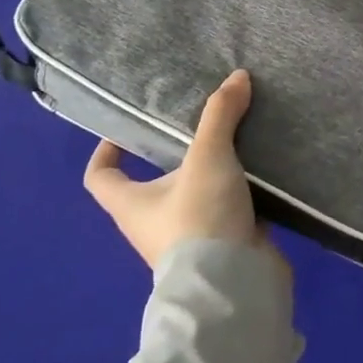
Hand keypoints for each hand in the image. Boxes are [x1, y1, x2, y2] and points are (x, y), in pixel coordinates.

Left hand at [84, 69, 262, 267]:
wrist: (233, 286)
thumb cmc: (199, 219)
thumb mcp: (208, 157)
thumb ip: (220, 115)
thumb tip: (237, 76)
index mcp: (131, 205)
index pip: (100, 178)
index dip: (106, 153)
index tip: (125, 130)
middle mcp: (152, 224)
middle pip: (154, 183)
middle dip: (176, 154)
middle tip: (202, 123)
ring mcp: (188, 238)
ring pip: (195, 195)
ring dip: (213, 172)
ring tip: (239, 139)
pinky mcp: (222, 246)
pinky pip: (227, 210)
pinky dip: (240, 191)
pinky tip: (262, 169)